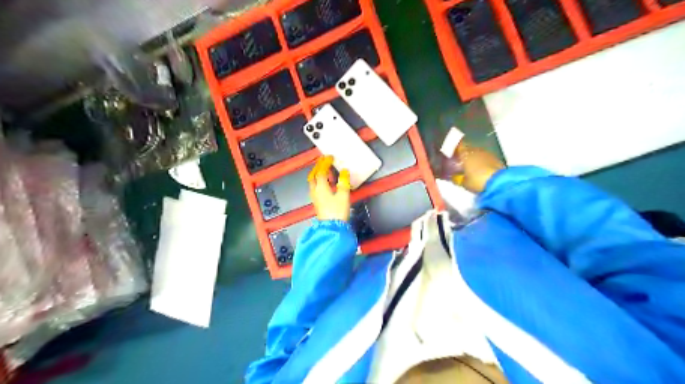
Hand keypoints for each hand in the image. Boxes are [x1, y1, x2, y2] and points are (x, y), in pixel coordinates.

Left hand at [312, 154, 352, 221]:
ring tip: (325, 171)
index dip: (325, 163)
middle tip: (323, 161)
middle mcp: (315, 191)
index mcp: (321, 187)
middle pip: (313, 176)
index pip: (321, 171)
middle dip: (318, 167)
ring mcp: (315, 198)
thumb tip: (344, 172)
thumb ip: (343, 182)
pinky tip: (326, 184)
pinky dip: (320, 182)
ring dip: (318, 174)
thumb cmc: (337, 212)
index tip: (329, 157)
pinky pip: (316, 188)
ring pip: (313, 182)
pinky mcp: (318, 203)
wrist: (332, 228)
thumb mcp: (343, 195)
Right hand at [453, 141, 500, 192]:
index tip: (451, 149)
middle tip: (460, 160)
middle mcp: (476, 150)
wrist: (499, 182)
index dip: (454, 146)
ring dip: (474, 157)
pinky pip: (485, 158)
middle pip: (468, 148)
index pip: (458, 145)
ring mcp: (487, 154)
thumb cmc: (477, 181)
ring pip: (477, 153)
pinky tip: (481, 169)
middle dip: (465, 153)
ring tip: (471, 165)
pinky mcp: (496, 159)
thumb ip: (457, 178)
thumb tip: (454, 177)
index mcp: (465, 154)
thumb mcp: (463, 183)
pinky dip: (482, 161)